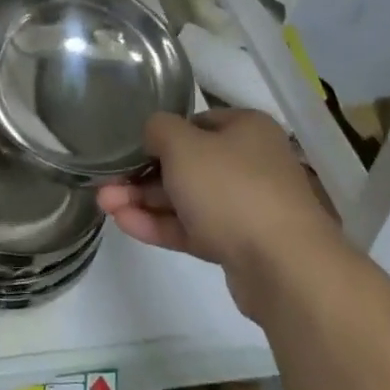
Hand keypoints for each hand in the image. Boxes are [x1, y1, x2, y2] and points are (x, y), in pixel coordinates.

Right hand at [97, 109, 342, 318]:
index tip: (132, 149)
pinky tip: (125, 224)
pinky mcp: (240, 245)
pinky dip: (161, 225)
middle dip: (143, 174)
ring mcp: (247, 207)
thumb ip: (158, 129)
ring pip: (188, 198)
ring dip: (145, 200)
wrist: (284, 267)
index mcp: (246, 128)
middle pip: (188, 163)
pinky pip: (194, 228)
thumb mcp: (182, 145)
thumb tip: (153, 133)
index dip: (161, 134)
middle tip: (106, 182)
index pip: (197, 122)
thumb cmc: (231, 188)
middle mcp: (251, 162)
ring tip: (104, 204)